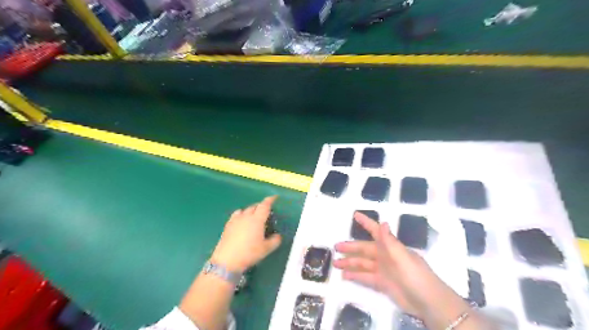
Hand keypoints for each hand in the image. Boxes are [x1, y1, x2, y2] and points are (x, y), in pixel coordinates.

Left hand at [210, 197, 280, 272]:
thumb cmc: (249, 253)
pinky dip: (241, 214)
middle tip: (266, 211)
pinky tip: (242, 221)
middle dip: (261, 206)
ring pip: (245, 209)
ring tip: (254, 216)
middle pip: (255, 206)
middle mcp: (246, 216)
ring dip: (251, 210)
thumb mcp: (266, 249)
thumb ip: (275, 241)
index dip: (270, 200)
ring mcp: (236, 220)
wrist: (227, 260)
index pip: (265, 205)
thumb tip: (278, 236)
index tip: (274, 197)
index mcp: (257, 219)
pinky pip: (236, 214)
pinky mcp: (228, 225)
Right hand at [333, 212, 467, 321]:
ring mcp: (383, 270)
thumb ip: (390, 241)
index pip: (375, 231)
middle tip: (335, 246)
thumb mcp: (402, 257)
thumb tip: (383, 222)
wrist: (428, 303)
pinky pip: (365, 277)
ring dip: (350, 262)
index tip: (355, 215)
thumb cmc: (416, 275)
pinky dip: (355, 276)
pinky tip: (345, 276)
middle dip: (350, 247)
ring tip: (335, 263)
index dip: (366, 223)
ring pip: (362, 263)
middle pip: (364, 249)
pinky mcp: (382, 284)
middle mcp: (385, 256)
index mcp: (390, 247)